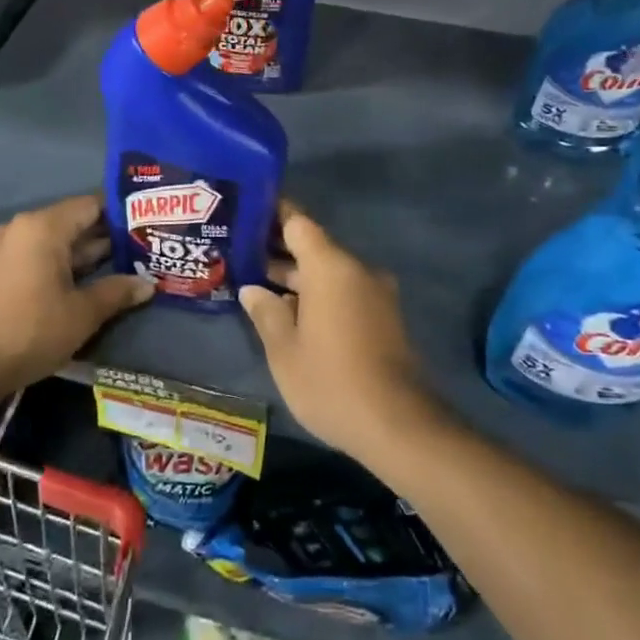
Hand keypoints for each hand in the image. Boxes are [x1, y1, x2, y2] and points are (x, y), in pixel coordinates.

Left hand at [0, 194, 152, 398]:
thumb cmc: (28, 332)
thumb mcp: (81, 314)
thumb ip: (117, 292)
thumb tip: (148, 284)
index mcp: (44, 227)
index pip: (92, 204)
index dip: (123, 213)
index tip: (151, 223)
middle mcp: (24, 228)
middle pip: (75, 222)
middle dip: (110, 236)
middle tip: (148, 246)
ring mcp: (8, 249)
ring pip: (59, 242)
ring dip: (89, 254)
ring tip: (129, 264)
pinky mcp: (0, 270)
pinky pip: (41, 256)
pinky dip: (66, 265)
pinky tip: (91, 281)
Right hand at [239, 204, 437, 462]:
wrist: (398, 425)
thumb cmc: (330, 381)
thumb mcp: (284, 350)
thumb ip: (266, 312)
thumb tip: (253, 290)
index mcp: (331, 267)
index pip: (298, 223)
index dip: (272, 215)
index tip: (247, 214)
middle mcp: (357, 270)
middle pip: (313, 247)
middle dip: (279, 252)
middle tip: (241, 256)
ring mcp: (375, 294)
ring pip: (329, 272)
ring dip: (298, 278)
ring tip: (259, 287)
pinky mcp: (384, 317)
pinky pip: (345, 292)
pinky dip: (319, 295)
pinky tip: (292, 314)